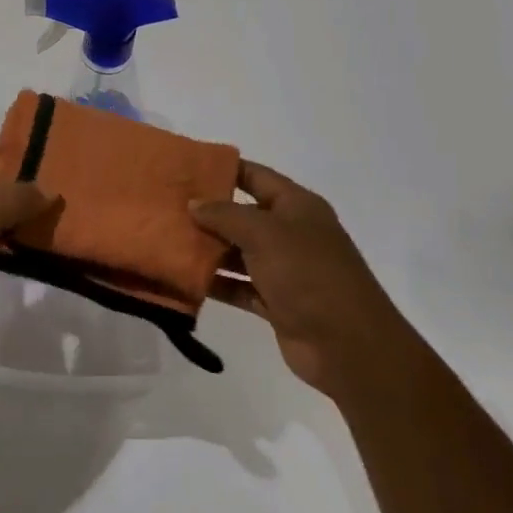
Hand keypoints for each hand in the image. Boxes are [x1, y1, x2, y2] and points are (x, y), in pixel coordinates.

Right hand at [190, 161, 401, 395]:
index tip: (185, 169)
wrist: (347, 344)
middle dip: (208, 212)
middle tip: (165, 207)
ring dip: (208, 249)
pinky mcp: (276, 302)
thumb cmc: (308, 273)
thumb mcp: (264, 233)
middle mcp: (291, 233)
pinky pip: (240, 286)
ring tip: (167, 241)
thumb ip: (225, 215)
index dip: (223, 170)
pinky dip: (217, 283)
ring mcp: (284, 270)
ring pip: (239, 252)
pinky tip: (185, 279)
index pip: (256, 176)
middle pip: (243, 215)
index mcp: (297, 206)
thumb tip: (194, 203)